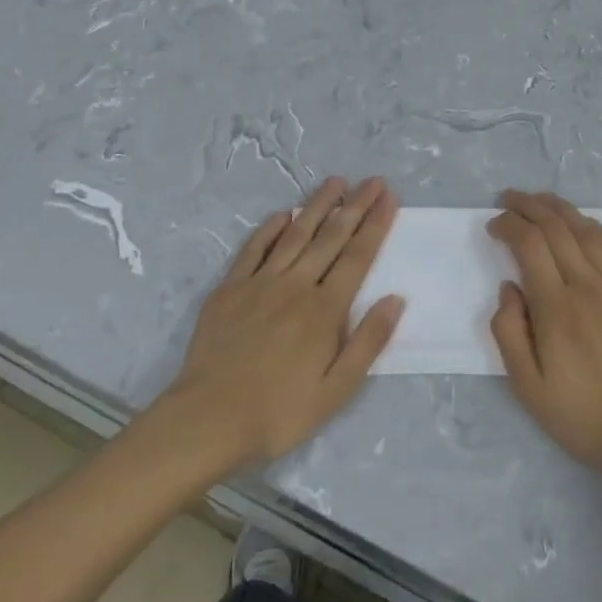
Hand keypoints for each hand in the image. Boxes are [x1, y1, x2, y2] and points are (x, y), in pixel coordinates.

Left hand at [164, 177, 404, 469]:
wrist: (206, 421)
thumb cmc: (278, 413)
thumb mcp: (335, 391)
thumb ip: (368, 342)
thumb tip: (395, 299)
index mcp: (324, 310)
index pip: (357, 256)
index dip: (375, 225)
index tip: (389, 198)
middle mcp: (296, 285)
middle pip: (331, 237)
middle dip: (355, 206)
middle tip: (373, 180)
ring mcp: (260, 283)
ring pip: (295, 234)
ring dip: (318, 206)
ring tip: (336, 182)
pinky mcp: (230, 289)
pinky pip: (254, 248)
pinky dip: (270, 228)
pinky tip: (283, 214)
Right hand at [489, 191, 601, 485]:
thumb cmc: (584, 414)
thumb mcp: (529, 389)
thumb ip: (509, 333)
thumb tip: (508, 287)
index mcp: (556, 307)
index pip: (529, 244)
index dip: (508, 225)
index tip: (493, 225)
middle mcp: (588, 284)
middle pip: (555, 226)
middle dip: (528, 206)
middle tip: (508, 199)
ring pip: (585, 228)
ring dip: (558, 207)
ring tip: (538, 199)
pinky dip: (591, 225)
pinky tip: (580, 222)